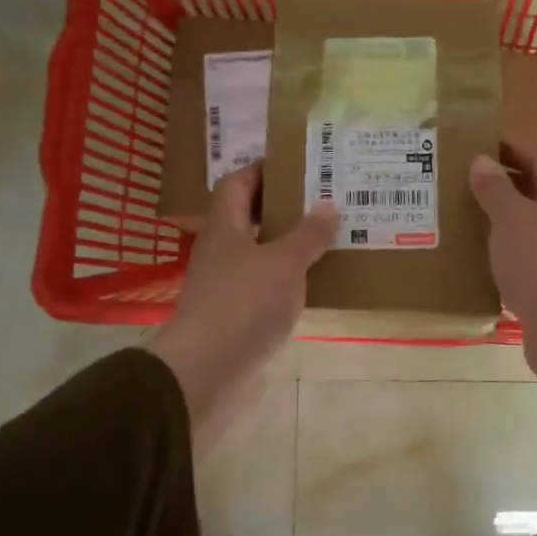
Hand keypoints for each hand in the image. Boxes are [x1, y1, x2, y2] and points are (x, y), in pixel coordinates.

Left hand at [146, 164, 336, 449]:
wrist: (207, 371)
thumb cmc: (244, 304)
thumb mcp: (284, 263)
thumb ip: (307, 235)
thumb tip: (327, 206)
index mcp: (224, 228)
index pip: (237, 184)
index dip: (262, 170)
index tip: (296, 164)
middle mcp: (221, 252)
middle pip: (248, 218)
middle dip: (282, 208)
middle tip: (323, 200)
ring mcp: (227, 286)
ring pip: (260, 254)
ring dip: (289, 245)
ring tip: (328, 237)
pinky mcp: (237, 316)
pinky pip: (266, 287)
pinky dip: (288, 280)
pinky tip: (316, 282)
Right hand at [468, 146, 536, 421]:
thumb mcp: (511, 218)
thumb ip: (495, 188)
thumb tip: (482, 161)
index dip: (508, 148)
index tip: (473, 147)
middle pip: (533, 189)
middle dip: (498, 185)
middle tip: (457, 183)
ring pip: (527, 224)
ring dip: (497, 220)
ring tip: (458, 217)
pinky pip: (524, 256)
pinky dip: (502, 252)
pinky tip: (474, 257)